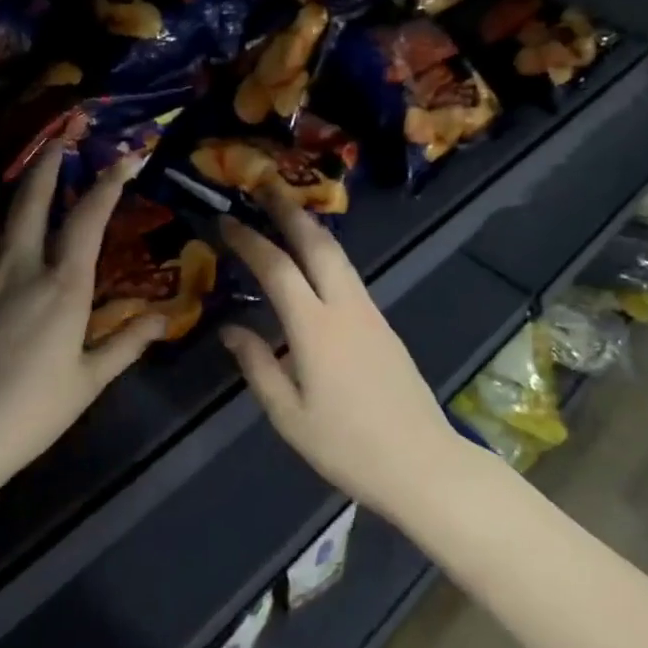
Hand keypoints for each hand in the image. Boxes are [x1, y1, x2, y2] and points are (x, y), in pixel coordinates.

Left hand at [0, 149, 166, 499]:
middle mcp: (17, 267)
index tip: (122, 159)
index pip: (89, 220)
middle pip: (30, 201)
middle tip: (54, 141)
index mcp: (62, 287)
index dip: (107, 185)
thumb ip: (126, 345)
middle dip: (45, 166)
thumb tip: (166, 318)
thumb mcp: (87, 383)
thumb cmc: (27, 415)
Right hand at [216, 188, 466, 517]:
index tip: (226, 220)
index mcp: (316, 329)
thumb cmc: (347, 446)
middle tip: (265, 184)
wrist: (421, 463)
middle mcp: (346, 309)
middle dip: (289, 211)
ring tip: (285, 212)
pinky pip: (349, 277)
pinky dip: (326, 256)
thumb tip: (232, 330)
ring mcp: (371, 314)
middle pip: (318, 245)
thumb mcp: (289, 415)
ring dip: (310, 229)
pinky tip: (313, 262)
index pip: (277, 269)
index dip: (249, 241)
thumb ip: (258, 366)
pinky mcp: (384, 327)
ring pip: (339, 257)